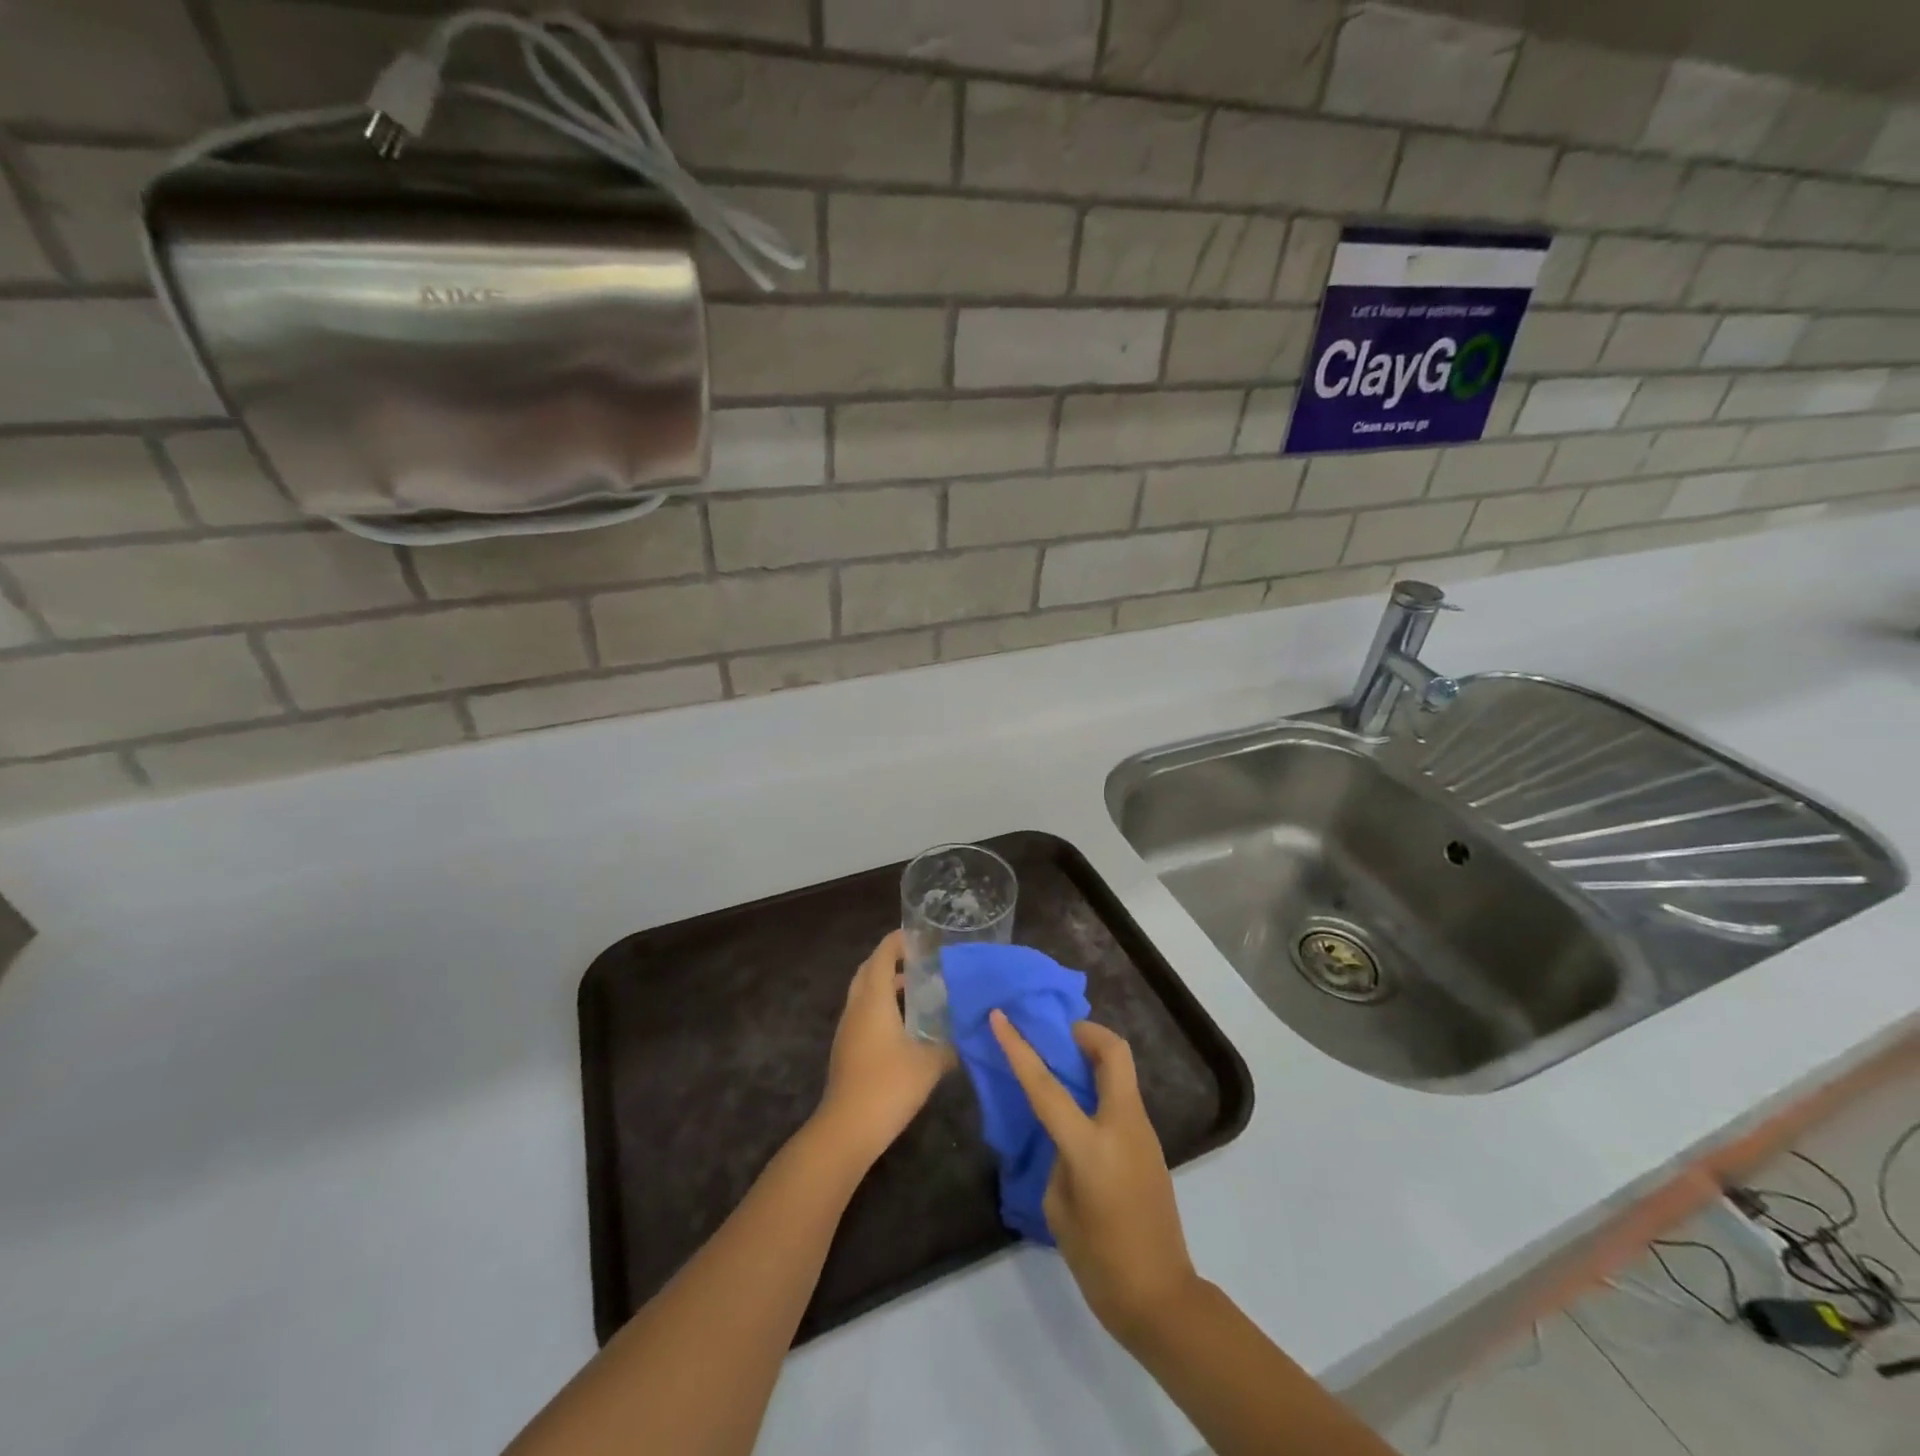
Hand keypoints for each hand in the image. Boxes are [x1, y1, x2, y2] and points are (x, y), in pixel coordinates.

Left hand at [815, 931, 954, 1165]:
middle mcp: (856, 1007)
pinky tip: (905, 1025)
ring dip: (886, 986)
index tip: (920, 936)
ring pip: (864, 994)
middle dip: (891, 960)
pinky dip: (882, 1007)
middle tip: (920, 960)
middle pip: (869, 971)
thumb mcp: (930, 1063)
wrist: (847, 1129)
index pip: (882, 955)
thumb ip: (950, 1044)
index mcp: (873, 999)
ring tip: (918, 990)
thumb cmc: (888, 1085)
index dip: (898, 941)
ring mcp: (848, 1029)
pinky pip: (864, 1014)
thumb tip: (967, 1033)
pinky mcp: (847, 1049)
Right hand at [990, 1012, 1201, 1347]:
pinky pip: (1121, 1097)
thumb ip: (1057, 1157)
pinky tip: (1078, 1107)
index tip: (1000, 1016)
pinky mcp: (1150, 1143)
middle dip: (1085, 1032)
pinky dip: (1099, 1086)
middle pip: (1113, 1052)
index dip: (1019, 1047)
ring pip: (1120, 1071)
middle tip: (1056, 1035)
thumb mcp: (1059, 1207)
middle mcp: (1123, 1126)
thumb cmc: (1100, 1261)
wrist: (1161, 1298)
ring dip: (1092, 1057)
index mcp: (1091, 1146)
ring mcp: (1143, 1132)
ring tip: (1062, 1067)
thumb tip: (1063, 1134)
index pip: (1047, 1085)